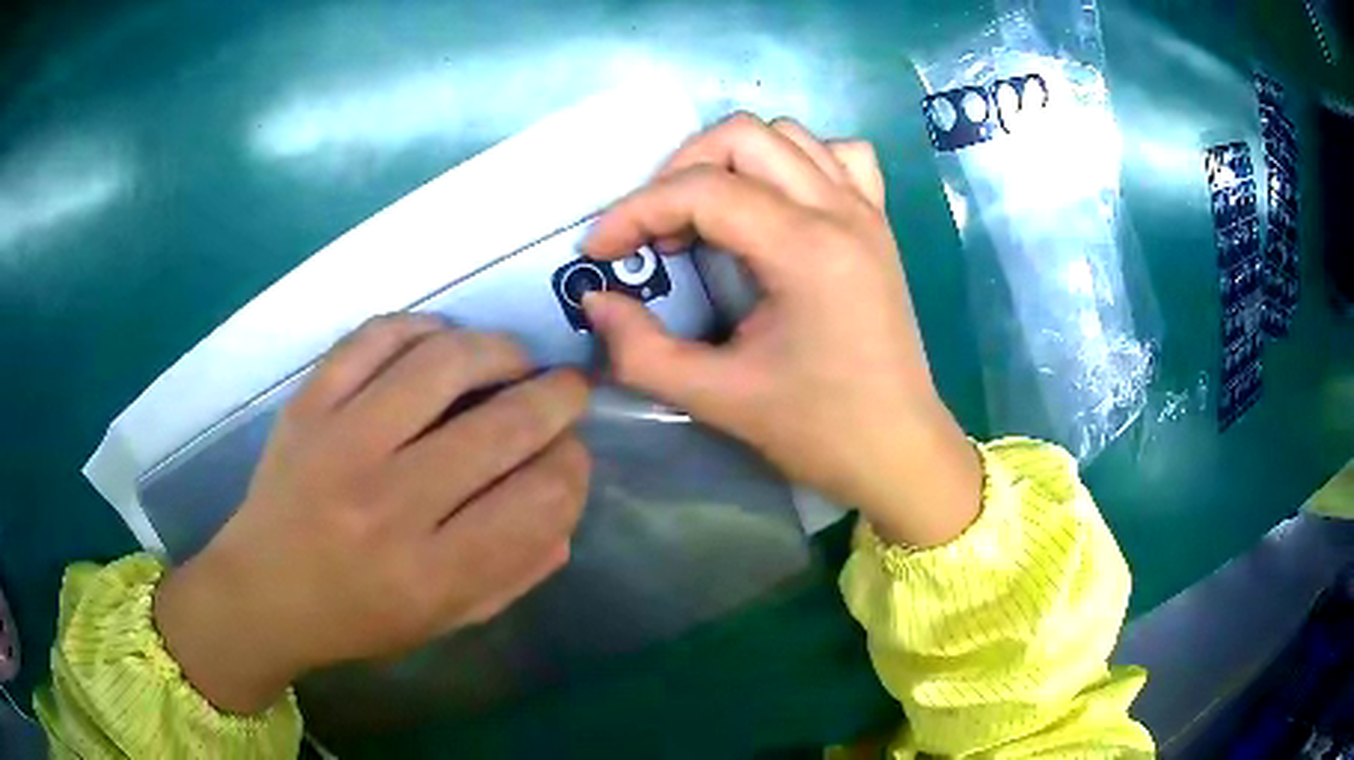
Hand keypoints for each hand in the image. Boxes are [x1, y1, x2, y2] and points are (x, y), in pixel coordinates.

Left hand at [154, 316, 590, 713]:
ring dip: (500, 350)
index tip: (571, 455)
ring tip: (513, 360)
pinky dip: (424, 327)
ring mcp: (341, 444)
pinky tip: (442, 342)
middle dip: (558, 398)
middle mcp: (390, 506)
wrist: (262, 591)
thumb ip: (517, 569)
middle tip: (565, 390)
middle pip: (505, 425)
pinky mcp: (307, 404)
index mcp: (433, 575)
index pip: (541, 499)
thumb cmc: (359, 618)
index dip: (574, 466)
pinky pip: (376, 337)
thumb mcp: (448, 620)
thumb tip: (566, 495)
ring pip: (445, 364)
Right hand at [582, 114, 979, 548]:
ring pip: (787, 135)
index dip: (635, 212)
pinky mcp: (878, 223)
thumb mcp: (717, 398)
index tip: (601, 253)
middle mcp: (841, 211)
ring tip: (708, 216)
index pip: (702, 190)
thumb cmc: (818, 431)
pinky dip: (796, 161)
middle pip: (743, 136)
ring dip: (732, 160)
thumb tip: (596, 302)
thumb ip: (641, 351)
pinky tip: (779, 201)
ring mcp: (866, 211)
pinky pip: (838, 156)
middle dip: (679, 171)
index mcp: (806, 250)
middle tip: (656, 231)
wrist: (898, 449)